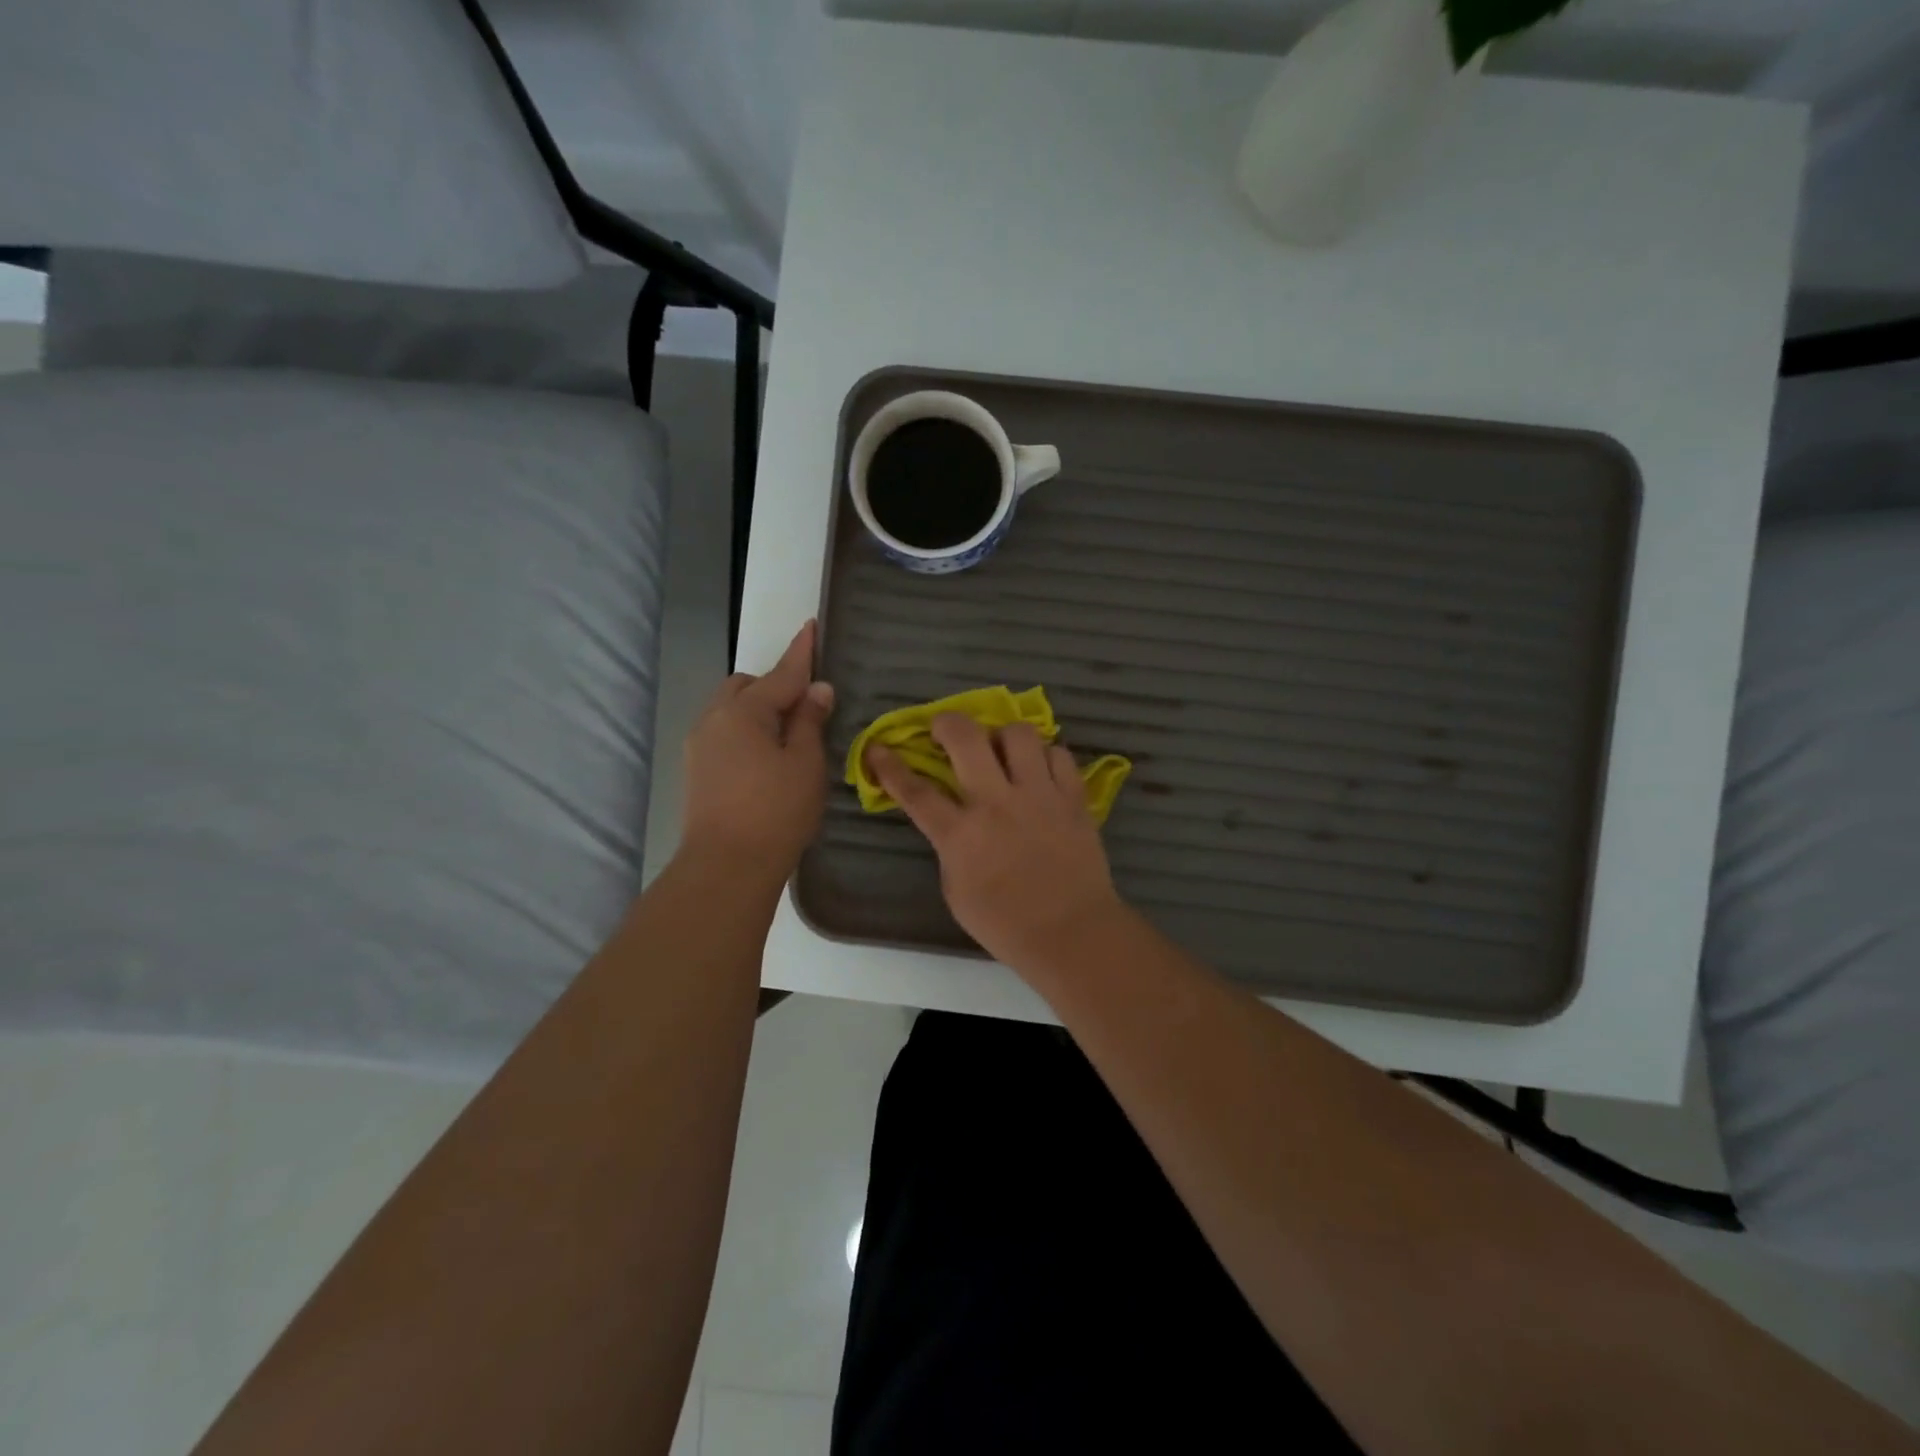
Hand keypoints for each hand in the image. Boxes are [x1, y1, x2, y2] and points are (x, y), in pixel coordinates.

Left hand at [682, 622, 833, 874]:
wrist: (726, 867)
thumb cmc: (775, 811)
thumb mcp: (805, 763)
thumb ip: (809, 721)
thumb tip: (816, 690)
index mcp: (743, 711)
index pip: (781, 674)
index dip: (801, 652)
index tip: (811, 625)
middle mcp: (714, 719)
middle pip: (745, 687)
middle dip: (773, 686)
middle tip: (805, 707)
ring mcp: (699, 746)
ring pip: (730, 711)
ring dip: (757, 710)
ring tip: (786, 736)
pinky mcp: (696, 771)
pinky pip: (724, 734)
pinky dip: (745, 732)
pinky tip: (764, 759)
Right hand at [866, 714, 1122, 970]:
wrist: (1072, 934)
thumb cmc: (1006, 925)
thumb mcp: (956, 892)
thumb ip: (950, 849)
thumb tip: (954, 822)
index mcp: (961, 834)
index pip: (916, 791)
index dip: (890, 766)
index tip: (878, 749)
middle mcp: (997, 803)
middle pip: (966, 738)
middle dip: (947, 723)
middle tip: (945, 730)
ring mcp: (1039, 795)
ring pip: (1018, 733)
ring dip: (1002, 736)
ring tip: (1002, 750)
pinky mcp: (1073, 798)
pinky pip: (1058, 754)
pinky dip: (1045, 756)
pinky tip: (1040, 770)